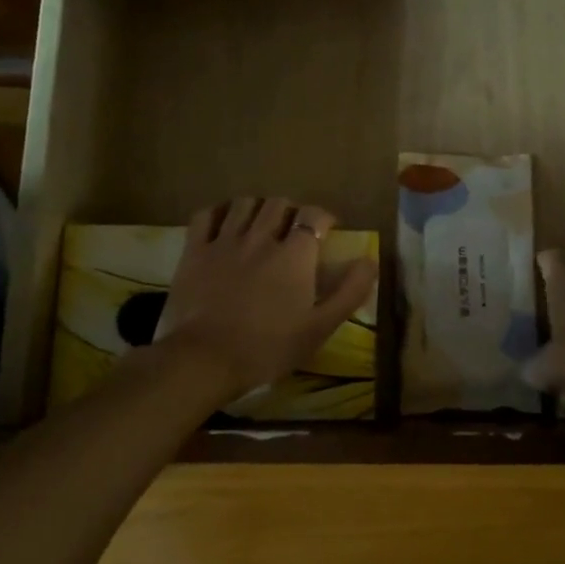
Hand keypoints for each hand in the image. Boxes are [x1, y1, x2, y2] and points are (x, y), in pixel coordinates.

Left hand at [156, 197, 378, 403]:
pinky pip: (206, 215)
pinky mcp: (194, 251)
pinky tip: (224, 224)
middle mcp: (261, 237)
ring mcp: (224, 241)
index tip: (328, 230)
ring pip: (245, 204)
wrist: (205, 359)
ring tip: (261, 224)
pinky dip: (219, 213)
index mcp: (294, 254)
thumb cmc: (268, 347)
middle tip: (294, 230)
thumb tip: (369, 260)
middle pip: (279, 204)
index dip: (324, 218)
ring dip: (258, 208)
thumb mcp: (320, 327)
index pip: (314, 216)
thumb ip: (350, 291)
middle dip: (291, 211)